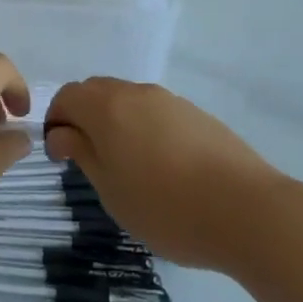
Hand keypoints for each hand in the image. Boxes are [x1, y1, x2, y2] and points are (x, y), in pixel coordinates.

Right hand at [45, 78, 291, 270]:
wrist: (247, 210)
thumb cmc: (166, 207)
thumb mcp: (111, 190)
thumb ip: (82, 154)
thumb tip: (62, 133)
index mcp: (107, 107)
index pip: (66, 96)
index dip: (55, 122)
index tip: (60, 156)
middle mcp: (135, 92)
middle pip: (95, 91)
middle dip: (83, 117)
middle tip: (88, 159)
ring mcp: (169, 100)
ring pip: (127, 100)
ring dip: (115, 122)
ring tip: (126, 165)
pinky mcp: (196, 114)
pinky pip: (155, 111)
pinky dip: (143, 128)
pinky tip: (161, 166)